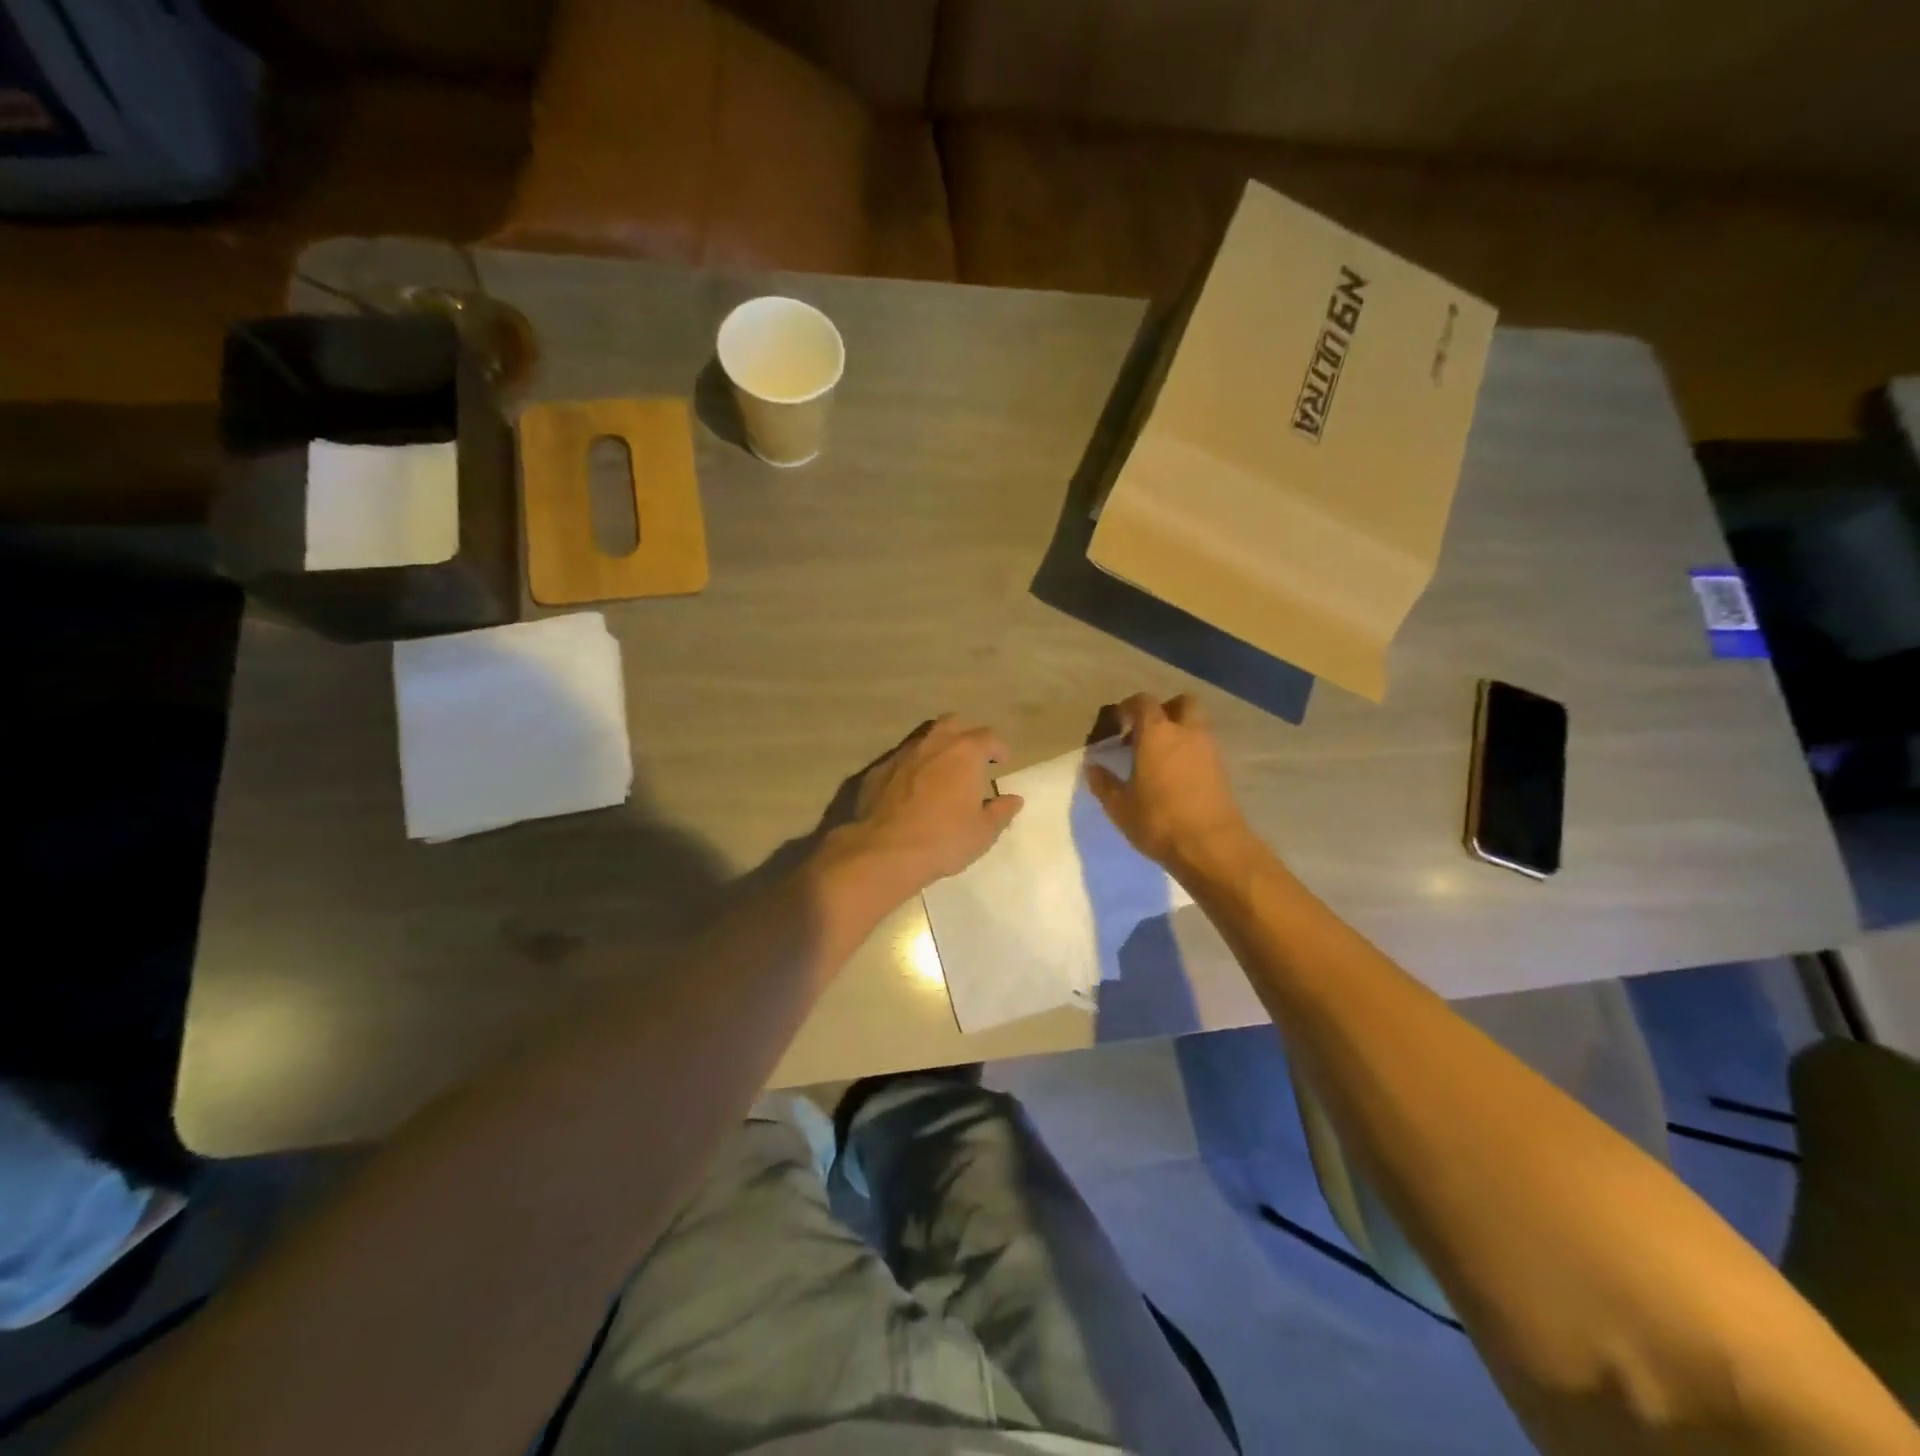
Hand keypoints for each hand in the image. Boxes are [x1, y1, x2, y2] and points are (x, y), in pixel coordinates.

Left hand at [835, 715, 1023, 895]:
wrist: (883, 851)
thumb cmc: (942, 839)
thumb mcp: (982, 832)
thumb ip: (1000, 812)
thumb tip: (1013, 799)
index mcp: (964, 752)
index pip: (988, 737)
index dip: (998, 748)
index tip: (1001, 762)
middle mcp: (933, 743)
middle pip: (953, 724)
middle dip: (965, 736)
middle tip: (970, 758)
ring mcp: (901, 753)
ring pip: (923, 738)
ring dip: (936, 749)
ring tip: (941, 772)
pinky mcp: (877, 770)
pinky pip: (900, 760)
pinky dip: (911, 768)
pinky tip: (910, 789)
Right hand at [1086, 693, 1250, 873]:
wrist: (1212, 847)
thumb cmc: (1158, 821)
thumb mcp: (1119, 806)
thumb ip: (1103, 782)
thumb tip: (1092, 766)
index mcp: (1157, 734)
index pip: (1143, 702)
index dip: (1128, 708)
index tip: (1117, 725)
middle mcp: (1187, 732)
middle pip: (1182, 703)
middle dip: (1165, 710)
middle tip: (1146, 732)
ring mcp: (1209, 749)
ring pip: (1197, 724)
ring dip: (1180, 731)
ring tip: (1159, 757)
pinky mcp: (1222, 769)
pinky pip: (1204, 747)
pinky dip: (1191, 751)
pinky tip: (1176, 775)